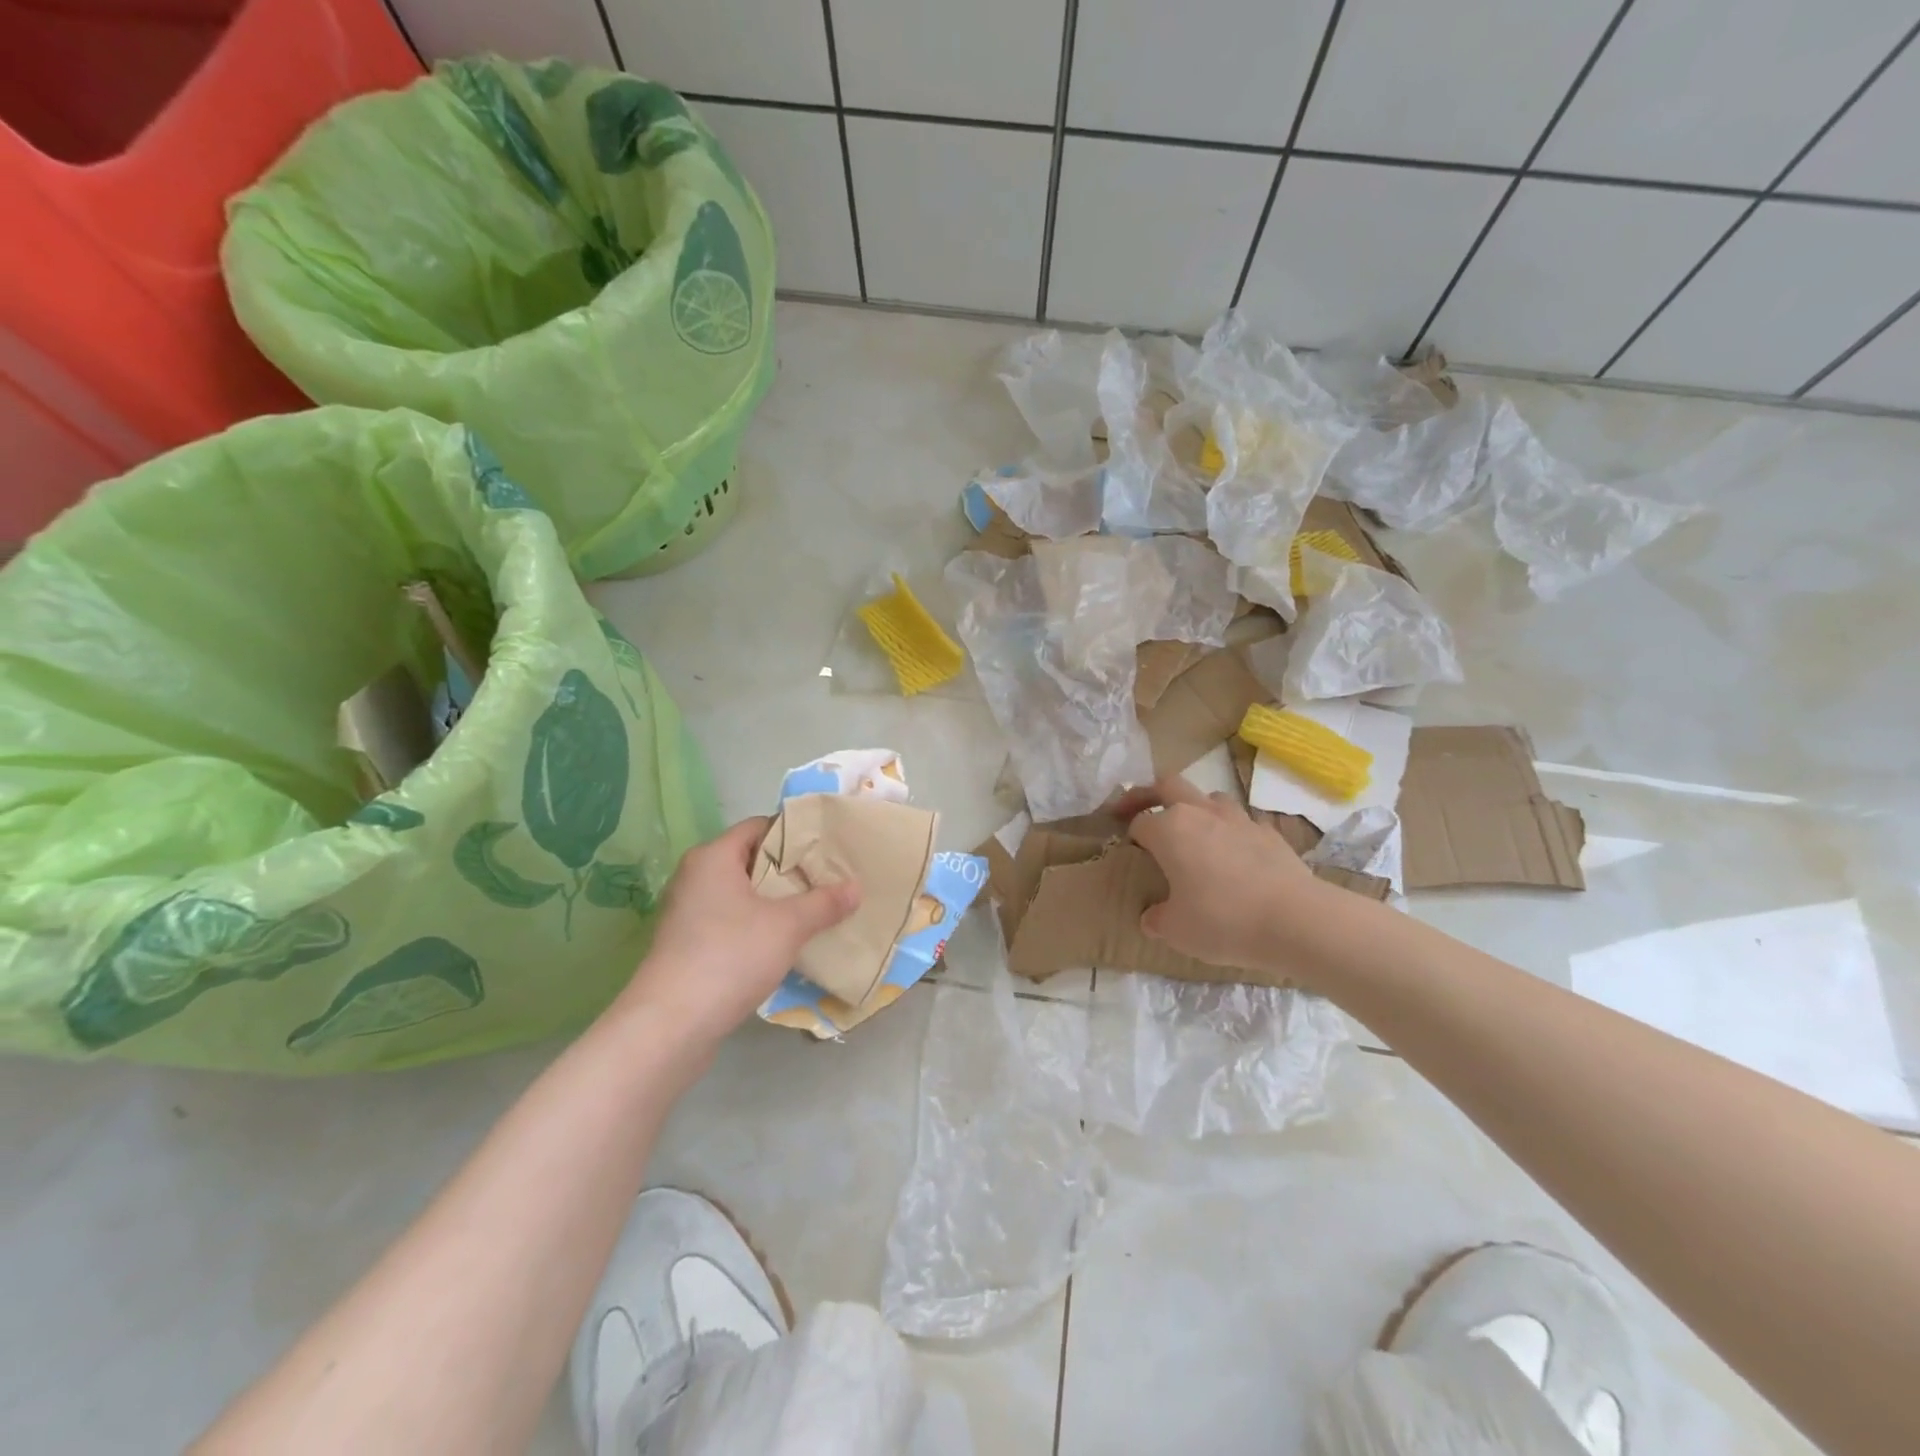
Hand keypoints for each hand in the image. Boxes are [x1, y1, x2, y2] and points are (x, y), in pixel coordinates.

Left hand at [618, 817, 860, 1044]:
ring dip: (774, 902)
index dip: (793, 833)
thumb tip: (856, 887)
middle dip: (789, 870)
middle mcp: (695, 877)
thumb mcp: (787, 926)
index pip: (758, 826)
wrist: (670, 1025)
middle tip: (828, 879)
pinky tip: (784, 942)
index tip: (826, 847)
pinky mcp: (687, 946)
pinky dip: (757, 926)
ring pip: (741, 895)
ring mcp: (687, 913)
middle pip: (750, 861)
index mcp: (712, 857)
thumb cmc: (729, 956)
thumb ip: (824, 903)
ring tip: (814, 910)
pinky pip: (730, 922)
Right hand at [1117, 777, 1330, 978]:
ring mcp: (1238, 818)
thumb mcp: (1177, 930)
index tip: (1129, 849)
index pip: (1139, 821)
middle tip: (1141, 810)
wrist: (1295, 920)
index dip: (1130, 833)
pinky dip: (1232, 832)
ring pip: (1209, 797)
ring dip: (1196, 808)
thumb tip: (1152, 918)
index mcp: (1169, 830)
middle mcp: (1201, 813)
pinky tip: (1236, 856)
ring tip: (1194, 834)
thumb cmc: (1223, 920)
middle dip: (1150, 794)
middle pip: (1168, 785)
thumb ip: (1157, 919)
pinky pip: (1242, 822)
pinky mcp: (1269, 832)